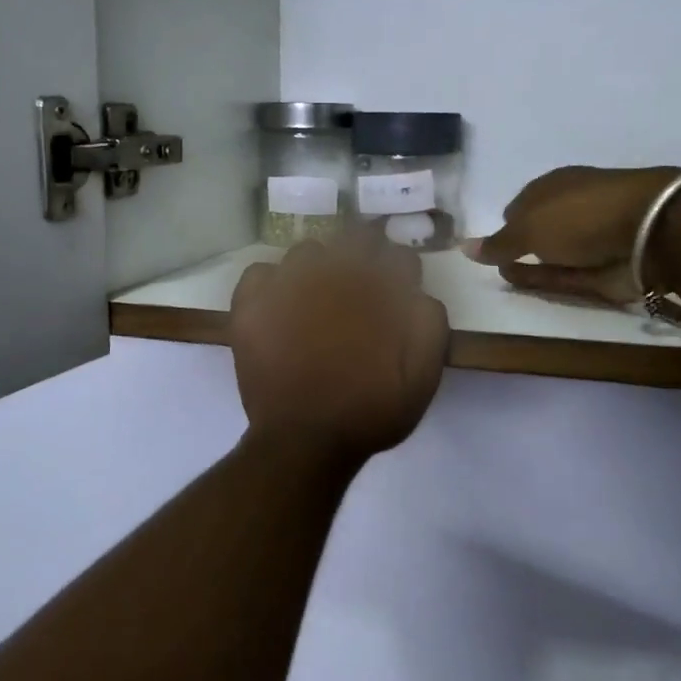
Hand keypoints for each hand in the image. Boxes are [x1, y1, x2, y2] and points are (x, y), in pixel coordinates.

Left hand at [230, 236, 449, 465]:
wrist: (304, 441)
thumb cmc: (369, 411)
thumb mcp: (422, 377)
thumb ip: (429, 325)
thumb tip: (419, 293)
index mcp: (375, 289)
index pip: (397, 256)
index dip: (400, 272)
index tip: (397, 290)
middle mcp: (332, 274)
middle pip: (353, 239)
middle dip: (364, 254)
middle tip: (360, 285)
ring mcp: (286, 285)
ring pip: (307, 251)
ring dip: (319, 266)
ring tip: (318, 295)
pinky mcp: (251, 304)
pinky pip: (260, 272)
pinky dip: (271, 282)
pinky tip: (278, 303)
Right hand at [462, 165, 679, 303]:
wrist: (649, 232)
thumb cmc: (580, 215)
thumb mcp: (528, 227)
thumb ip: (498, 243)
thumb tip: (464, 247)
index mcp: (555, 186)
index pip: (523, 204)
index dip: (506, 222)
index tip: (489, 244)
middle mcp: (572, 209)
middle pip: (539, 229)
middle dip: (518, 245)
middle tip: (493, 264)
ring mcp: (590, 239)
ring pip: (552, 254)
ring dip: (529, 265)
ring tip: (503, 277)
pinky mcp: (605, 268)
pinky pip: (567, 275)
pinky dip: (546, 280)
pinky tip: (524, 285)